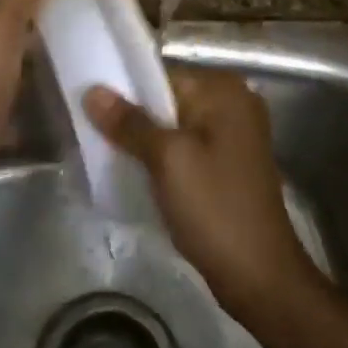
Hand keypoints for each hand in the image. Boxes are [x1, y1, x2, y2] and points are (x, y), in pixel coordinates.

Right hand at [85, 68, 320, 321]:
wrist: (259, 274)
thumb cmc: (214, 207)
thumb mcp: (167, 160)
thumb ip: (129, 123)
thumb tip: (92, 91)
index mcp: (224, 91)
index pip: (161, 73)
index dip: (123, 88)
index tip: (88, 105)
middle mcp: (234, 103)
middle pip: (167, 98)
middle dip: (132, 115)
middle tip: (91, 131)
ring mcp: (234, 135)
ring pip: (174, 125)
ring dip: (144, 138)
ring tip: (106, 151)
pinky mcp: (228, 163)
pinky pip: (186, 147)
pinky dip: (162, 156)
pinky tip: (135, 171)